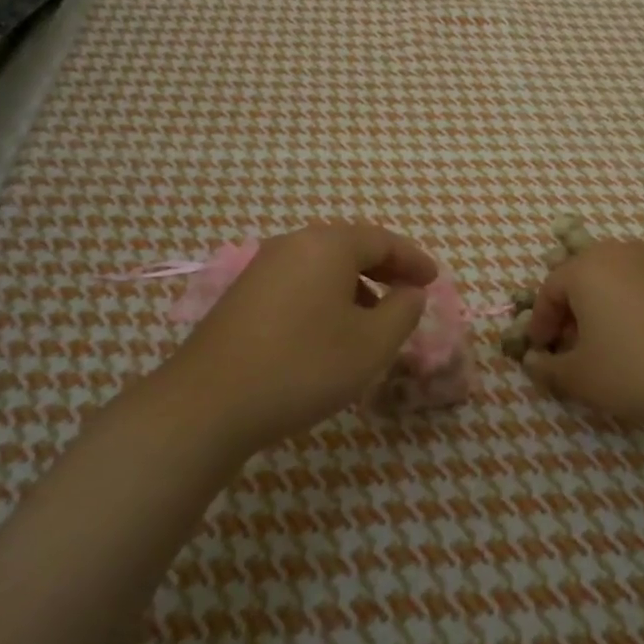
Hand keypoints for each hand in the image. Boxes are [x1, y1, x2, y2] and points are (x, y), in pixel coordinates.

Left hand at [164, 223, 436, 456]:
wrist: (209, 403)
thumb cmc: (304, 366)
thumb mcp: (371, 344)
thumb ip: (403, 311)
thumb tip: (410, 293)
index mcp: (328, 245)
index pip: (382, 240)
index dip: (413, 259)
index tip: (433, 280)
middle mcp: (293, 244)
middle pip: (350, 247)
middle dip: (384, 270)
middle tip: (408, 295)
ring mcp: (263, 268)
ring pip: (322, 266)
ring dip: (355, 286)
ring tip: (373, 321)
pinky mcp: (243, 295)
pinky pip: (299, 283)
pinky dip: (326, 298)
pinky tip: (329, 333)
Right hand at [524, 241, 643, 435]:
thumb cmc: (636, 372)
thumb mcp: (580, 379)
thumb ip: (548, 367)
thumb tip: (533, 361)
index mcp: (588, 268)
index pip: (550, 289)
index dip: (542, 321)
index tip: (542, 349)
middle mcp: (625, 251)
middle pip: (588, 276)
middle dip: (576, 308)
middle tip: (577, 344)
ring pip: (626, 276)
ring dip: (613, 302)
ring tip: (619, 339)